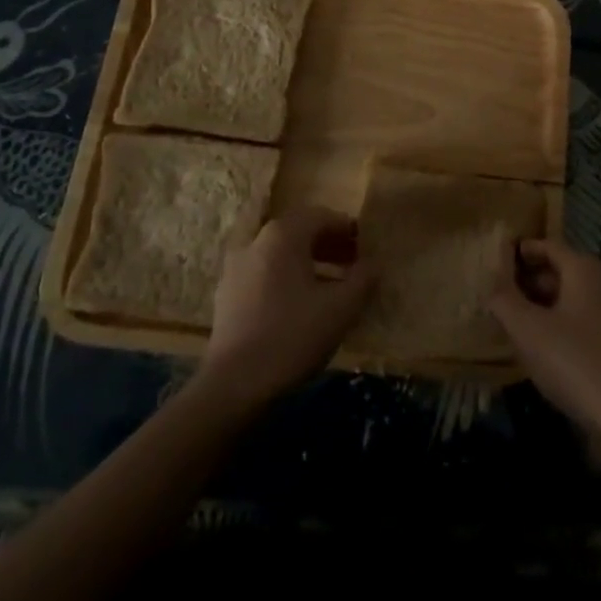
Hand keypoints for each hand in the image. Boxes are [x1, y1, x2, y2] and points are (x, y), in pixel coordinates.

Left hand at [197, 206, 374, 408]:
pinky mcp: (227, 296)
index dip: (347, 228)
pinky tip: (301, 307)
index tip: (366, 246)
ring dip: (309, 264)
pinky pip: (265, 275)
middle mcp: (256, 242)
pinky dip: (287, 280)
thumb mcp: (341, 308)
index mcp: (283, 235)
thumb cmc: (292, 336)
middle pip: (299, 233)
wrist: (234, 385)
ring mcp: (236, 268)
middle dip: (329, 245)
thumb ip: (363, 279)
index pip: (321, 216)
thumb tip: (373, 264)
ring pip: (281, 255)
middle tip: (353, 264)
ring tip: (332, 287)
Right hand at [490, 239, 600, 463]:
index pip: (548, 246)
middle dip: (529, 281)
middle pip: (560, 271)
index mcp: (585, 269)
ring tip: (515, 323)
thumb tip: (491, 283)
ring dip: (544, 306)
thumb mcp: (527, 330)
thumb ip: (504, 300)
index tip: (496, 260)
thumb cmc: (573, 362)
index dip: (521, 251)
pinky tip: (543, 349)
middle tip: (500, 296)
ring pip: (571, 299)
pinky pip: (583, 322)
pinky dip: (561, 325)